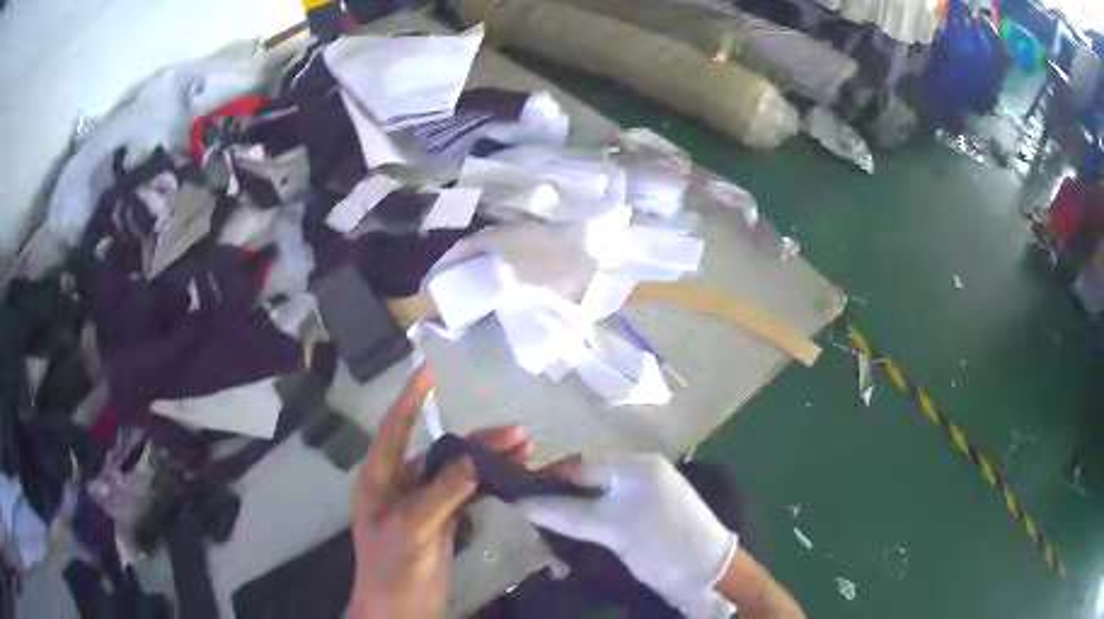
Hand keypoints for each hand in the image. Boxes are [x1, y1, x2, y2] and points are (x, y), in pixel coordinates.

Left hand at [348, 366, 534, 617]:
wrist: (400, 609)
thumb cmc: (393, 567)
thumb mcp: (413, 528)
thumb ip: (441, 491)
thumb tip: (473, 458)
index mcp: (380, 478)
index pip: (395, 428)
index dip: (411, 398)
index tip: (429, 369)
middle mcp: (400, 484)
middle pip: (440, 451)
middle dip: (477, 441)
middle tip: (519, 434)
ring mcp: (423, 504)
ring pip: (458, 473)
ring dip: (489, 462)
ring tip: (526, 452)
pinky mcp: (442, 522)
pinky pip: (468, 495)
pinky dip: (490, 486)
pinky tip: (513, 478)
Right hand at [520, 454, 737, 617]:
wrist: (708, 575)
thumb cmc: (662, 542)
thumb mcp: (612, 526)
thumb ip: (566, 512)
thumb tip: (521, 502)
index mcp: (635, 466)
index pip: (580, 464)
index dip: (548, 480)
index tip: (518, 501)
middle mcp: (637, 479)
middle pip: (583, 487)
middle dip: (557, 511)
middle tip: (535, 535)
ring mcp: (641, 504)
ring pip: (590, 510)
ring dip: (569, 531)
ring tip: (554, 558)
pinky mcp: (641, 527)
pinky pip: (603, 526)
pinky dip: (586, 540)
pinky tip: (570, 562)